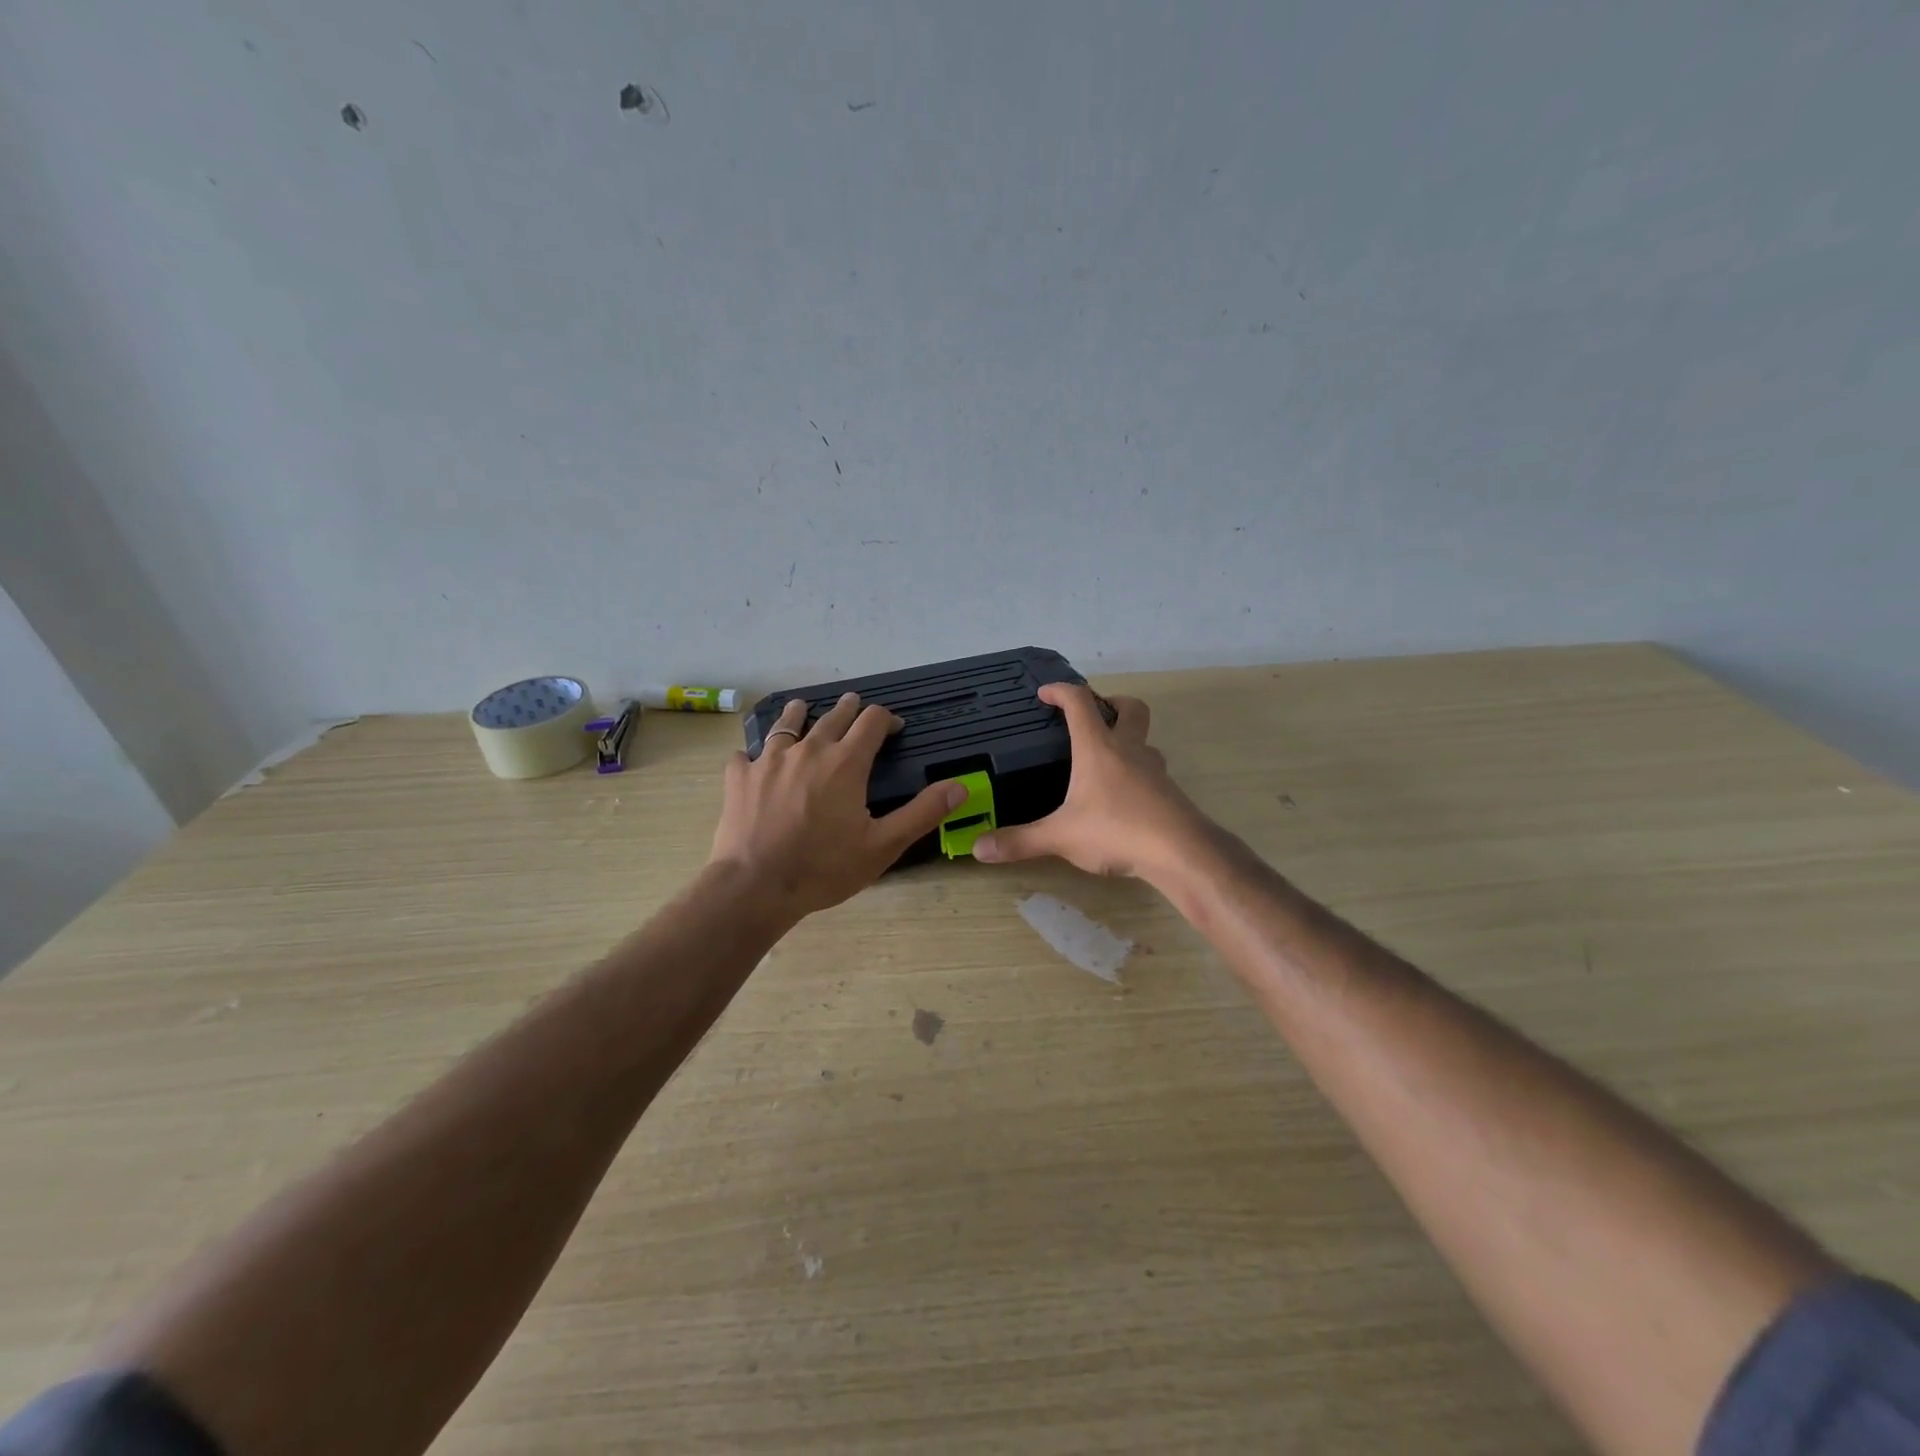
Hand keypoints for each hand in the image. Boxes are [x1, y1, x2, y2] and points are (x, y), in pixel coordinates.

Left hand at [710, 693, 966, 918]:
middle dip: (848, 708)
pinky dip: (754, 753)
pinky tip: (752, 759)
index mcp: (846, 763)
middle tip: (854, 704)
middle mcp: (808, 750)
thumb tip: (959, 786)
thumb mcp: (883, 846)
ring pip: (787, 724)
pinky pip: (745, 754)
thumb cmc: (824, 868)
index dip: (886, 718)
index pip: (872, 722)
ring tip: (803, 708)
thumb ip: (922, 813)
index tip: (894, 726)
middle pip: (832, 716)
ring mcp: (768, 760)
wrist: (754, 887)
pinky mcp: (739, 777)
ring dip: (800, 714)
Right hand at [972, 684, 1212, 880]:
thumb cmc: (1116, 830)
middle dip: (1111, 703)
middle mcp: (1129, 750)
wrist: (1180, 853)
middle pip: (1130, 708)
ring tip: (1105, 760)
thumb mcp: (1060, 837)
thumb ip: (1020, 841)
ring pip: (1145, 740)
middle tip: (1092, 716)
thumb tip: (977, 848)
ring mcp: (1154, 770)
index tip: (1045, 693)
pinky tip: (1122, 797)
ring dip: (1128, 739)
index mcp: (1099, 748)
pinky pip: (1151, 770)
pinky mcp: (1169, 793)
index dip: (1061, 691)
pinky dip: (1136, 772)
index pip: (1080, 703)